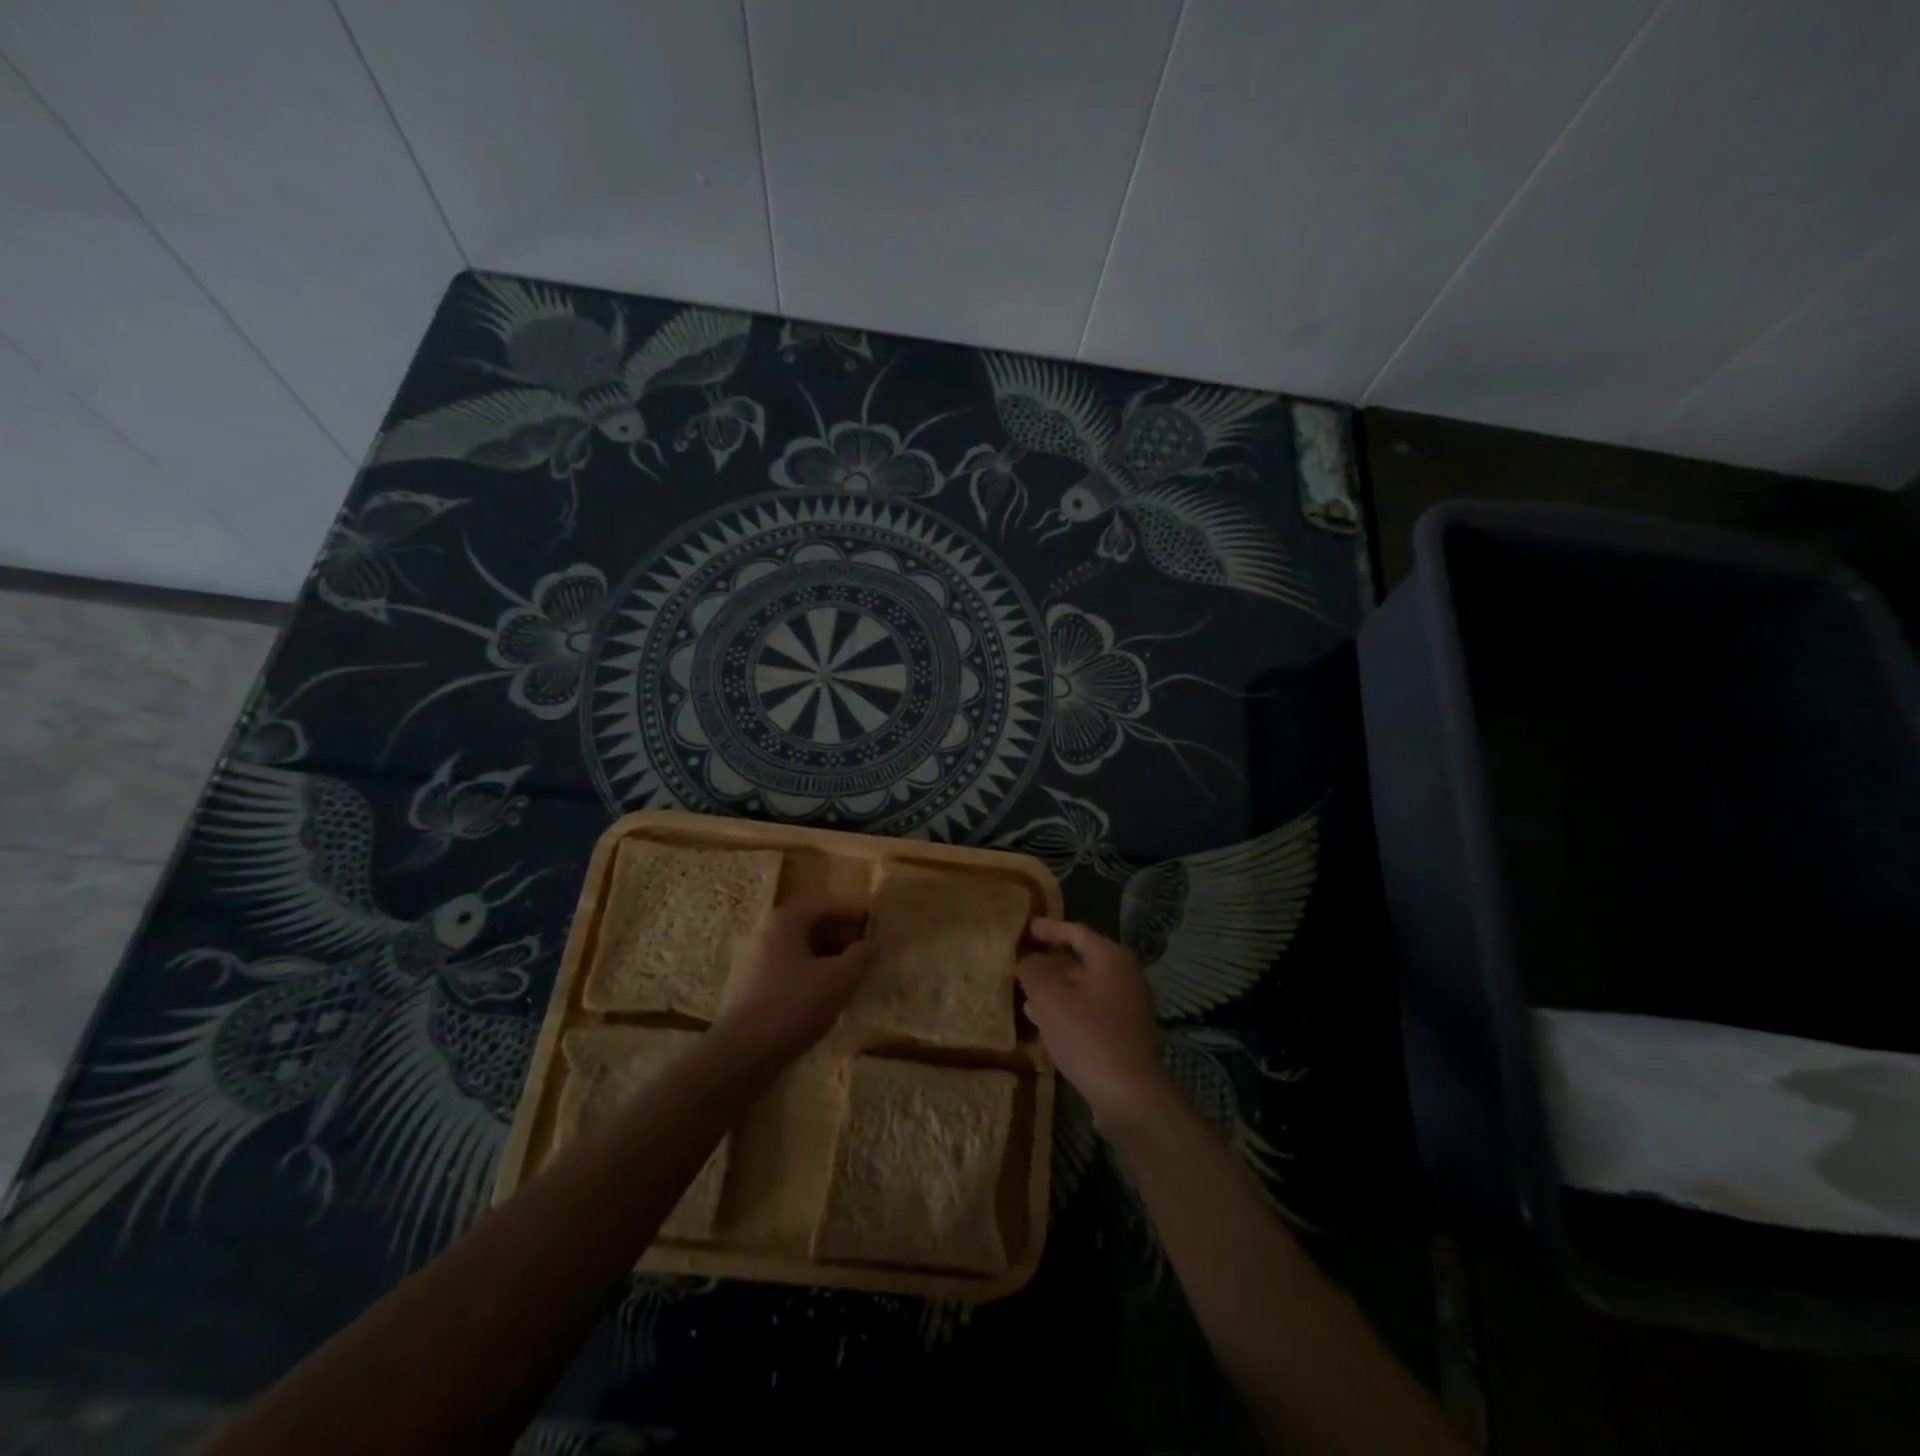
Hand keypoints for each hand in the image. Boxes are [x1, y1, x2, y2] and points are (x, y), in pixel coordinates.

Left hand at [714, 896, 872, 1060]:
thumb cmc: (795, 1004)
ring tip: (851, 974)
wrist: (742, 1053)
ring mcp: (752, 962)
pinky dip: (809, 976)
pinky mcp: (748, 990)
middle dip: (841, 936)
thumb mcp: (839, 978)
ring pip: (798, 952)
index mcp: (784, 921)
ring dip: (826, 958)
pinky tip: (826, 996)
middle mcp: (764, 933)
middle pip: (809, 926)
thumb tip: (870, 944)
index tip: (875, 920)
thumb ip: (860, 956)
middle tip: (867, 950)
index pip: (825, 905)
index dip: (853, 912)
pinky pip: (786, 972)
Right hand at [1017, 919, 1171, 1130]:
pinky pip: (1090, 1012)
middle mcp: (1124, 977)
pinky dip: (1067, 1011)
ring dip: (1055, 990)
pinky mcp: (1124, 1035)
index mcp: (1111, 959)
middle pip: (1081, 961)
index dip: (1050, 929)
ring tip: (1024, 995)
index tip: (1027, 928)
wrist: (1128, 1095)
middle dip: (1050, 963)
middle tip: (1021, 964)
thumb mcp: (1049, 998)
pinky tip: (1043, 1023)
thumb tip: (1028, 960)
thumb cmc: (1087, 1035)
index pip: (1076, 932)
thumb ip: (1033, 971)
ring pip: (1084, 989)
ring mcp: (1128, 1008)